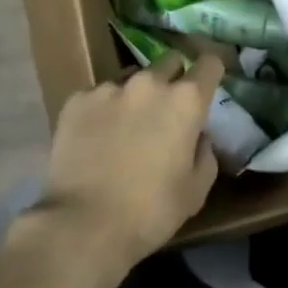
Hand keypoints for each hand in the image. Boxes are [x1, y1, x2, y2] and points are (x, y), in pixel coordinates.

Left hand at [31, 53, 222, 279]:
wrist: (82, 225)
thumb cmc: (150, 212)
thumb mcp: (196, 191)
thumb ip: (205, 153)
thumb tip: (198, 136)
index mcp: (185, 100)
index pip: (209, 63)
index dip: (210, 72)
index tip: (207, 85)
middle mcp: (149, 82)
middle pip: (170, 62)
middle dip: (173, 79)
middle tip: (166, 110)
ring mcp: (110, 87)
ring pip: (131, 77)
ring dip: (136, 95)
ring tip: (125, 127)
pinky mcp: (77, 99)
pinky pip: (98, 96)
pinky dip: (102, 111)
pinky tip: (94, 139)